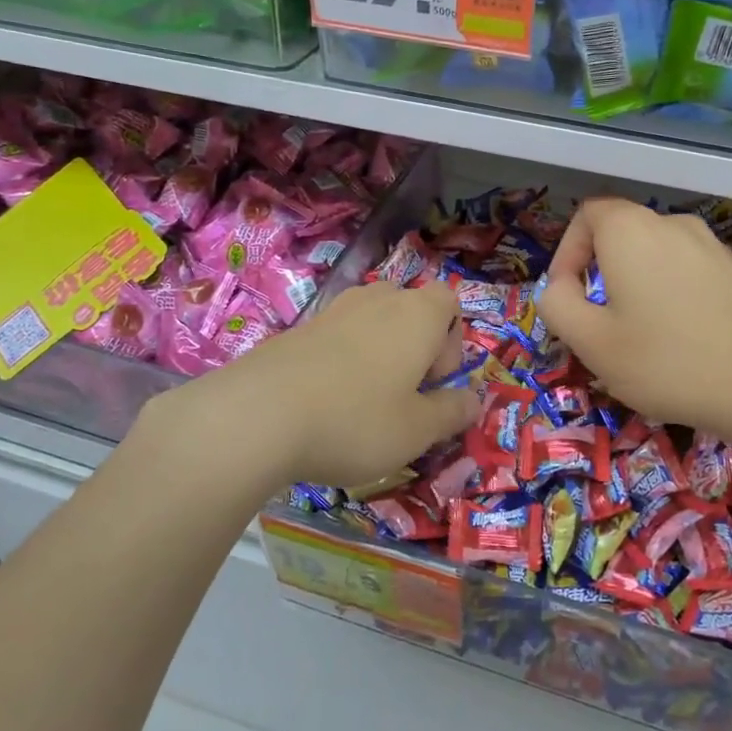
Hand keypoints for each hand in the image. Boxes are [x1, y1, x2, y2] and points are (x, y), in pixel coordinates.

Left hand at [215, 280, 479, 489]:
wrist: (257, 414)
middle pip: (411, 309)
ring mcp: (334, 310)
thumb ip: (452, 412)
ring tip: (366, 400)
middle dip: (417, 346)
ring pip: (373, 321)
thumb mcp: (417, 431)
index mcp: (417, 315)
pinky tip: (328, 401)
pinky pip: (339, 336)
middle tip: (405, 394)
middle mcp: (378, 300)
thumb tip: (474, 400)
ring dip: (380, 352)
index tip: (435, 381)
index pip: (450, 301)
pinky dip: (345, 360)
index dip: (453, 340)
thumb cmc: (355, 420)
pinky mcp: (299, 328)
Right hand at [535, 198, 731, 447]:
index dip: (567, 251)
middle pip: (621, 233)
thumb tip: (560, 286)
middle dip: (600, 273)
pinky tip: (682, 341)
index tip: (569, 296)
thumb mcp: (591, 342)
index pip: (587, 214)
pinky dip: (670, 294)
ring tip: (640, 337)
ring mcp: (712, 246)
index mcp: (631, 230)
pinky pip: (686, 270)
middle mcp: (673, 224)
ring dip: (635, 285)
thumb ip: (557, 304)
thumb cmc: (668, 362)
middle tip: (599, 324)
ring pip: (654, 254)